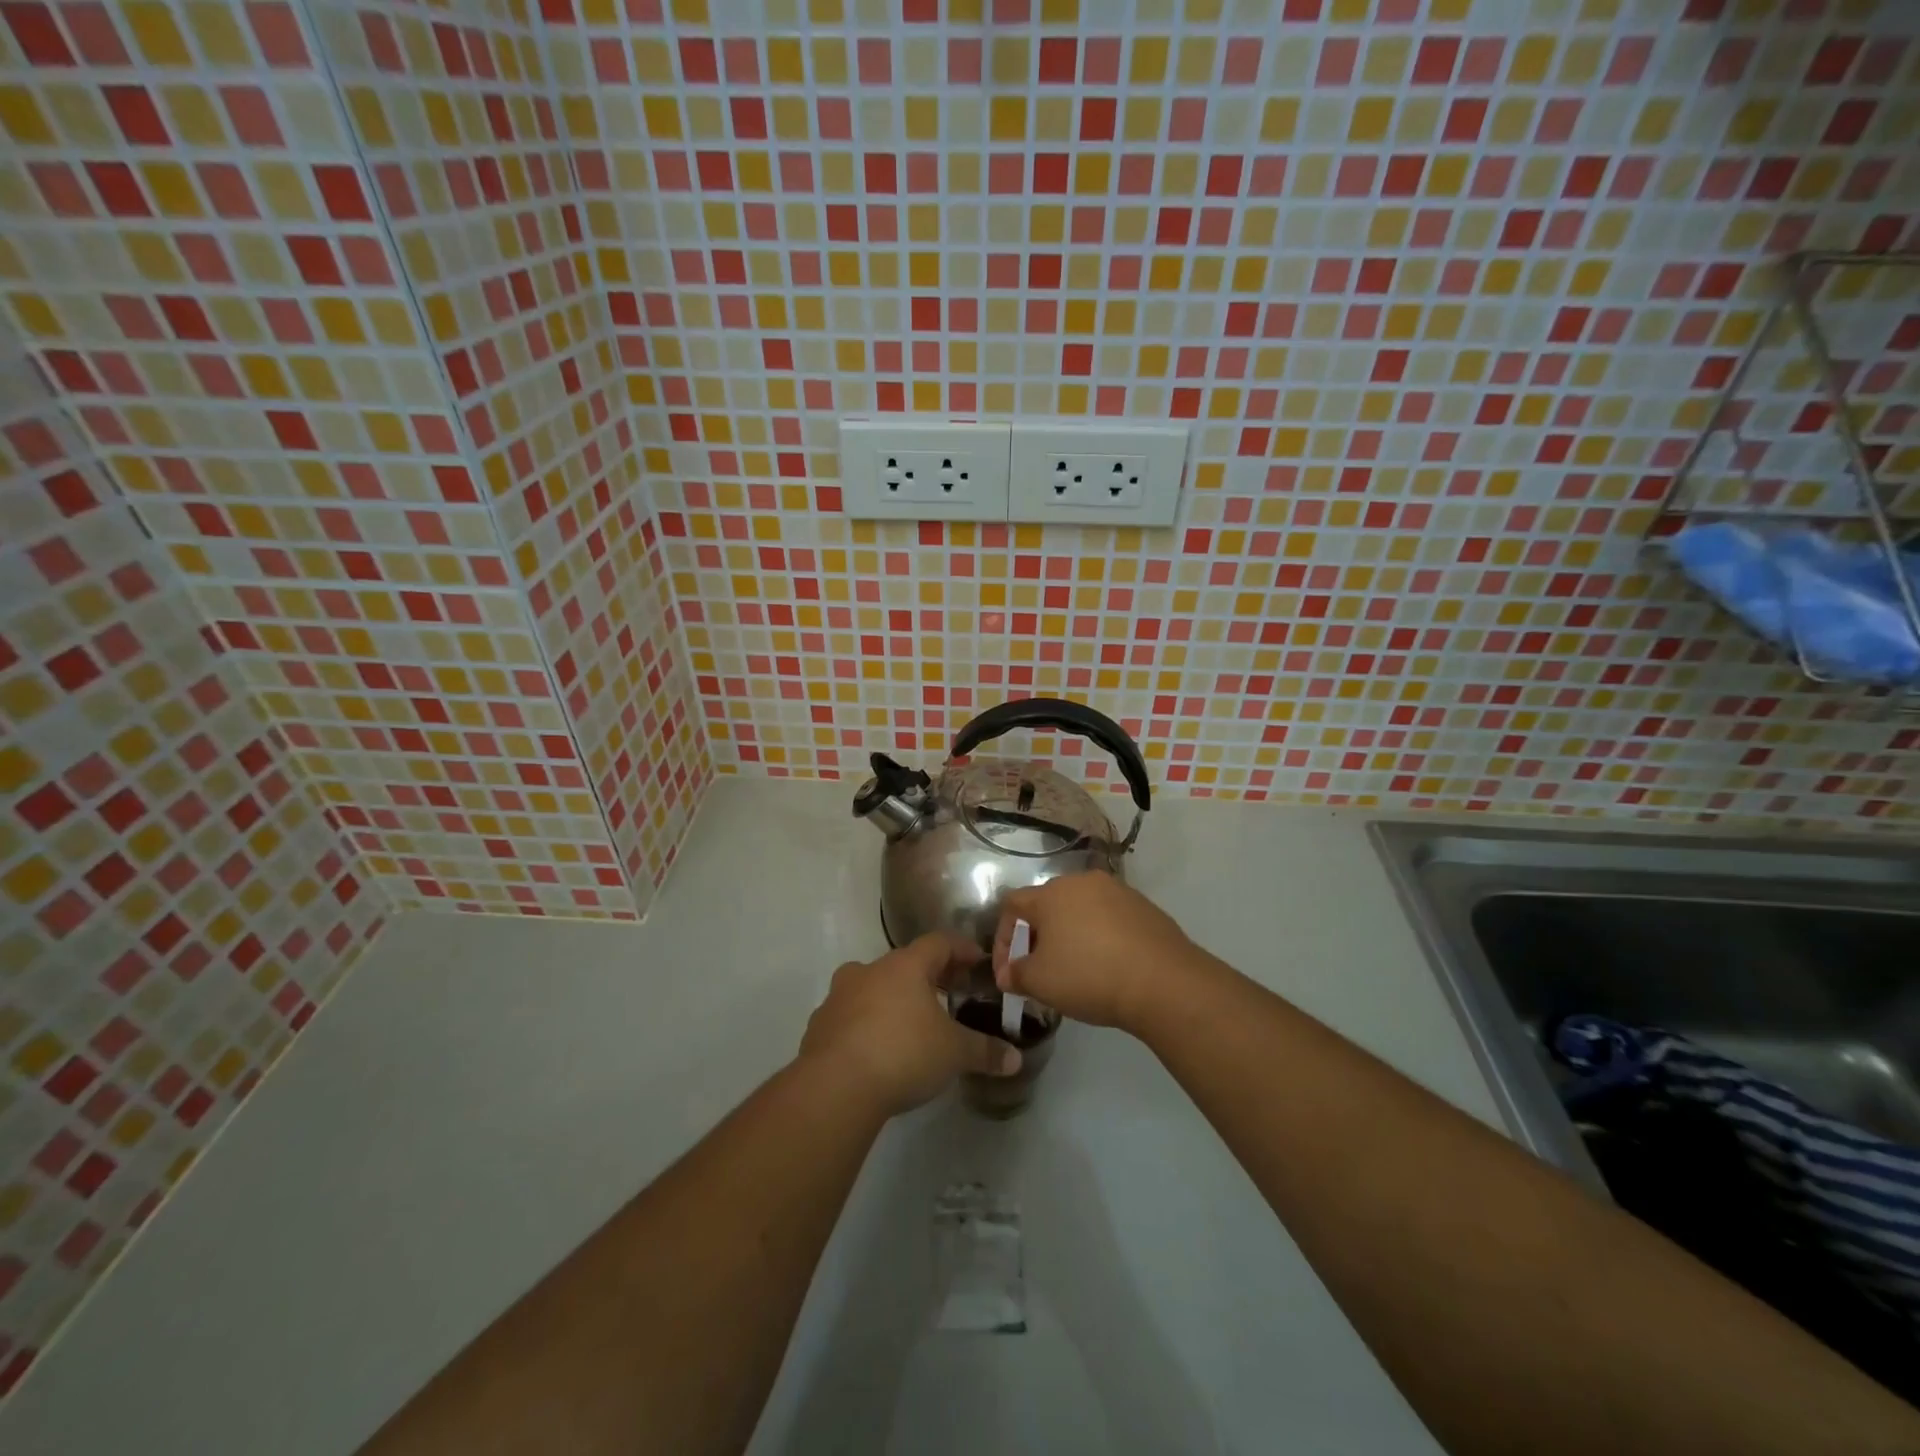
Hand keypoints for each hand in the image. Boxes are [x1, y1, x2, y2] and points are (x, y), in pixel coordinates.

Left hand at [799, 934, 1020, 1117]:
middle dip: (928, 976)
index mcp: (905, 966)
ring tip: (912, 1022)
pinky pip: (850, 1015)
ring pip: (872, 986)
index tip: (978, 960)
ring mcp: (839, 996)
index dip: (961, 949)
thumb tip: (1015, 1059)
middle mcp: (870, 971)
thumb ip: (985, 1052)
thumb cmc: (903, 1054)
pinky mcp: (819, 1025)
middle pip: (904, 963)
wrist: (835, 1087)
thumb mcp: (954, 1054)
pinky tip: (878, 1048)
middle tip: (950, 993)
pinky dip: (867, 1023)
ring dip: (893, 998)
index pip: (939, 943)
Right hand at [991, 873, 1202, 1033]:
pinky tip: (1107, 965)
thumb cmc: (1089, 976)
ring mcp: (1118, 891)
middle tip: (1039, 969)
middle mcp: (1082, 882)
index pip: (1012, 906)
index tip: (1008, 972)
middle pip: (1048, 904)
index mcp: (1051, 893)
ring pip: (1081, 910)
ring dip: (1070, 935)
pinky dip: (1100, 937)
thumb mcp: (1040, 982)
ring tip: (1074, 968)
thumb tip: (1007, 974)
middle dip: (1037, 936)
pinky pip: (1109, 918)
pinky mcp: (1145, 907)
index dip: (1004, 938)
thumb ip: (1015, 975)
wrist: (1163, 981)